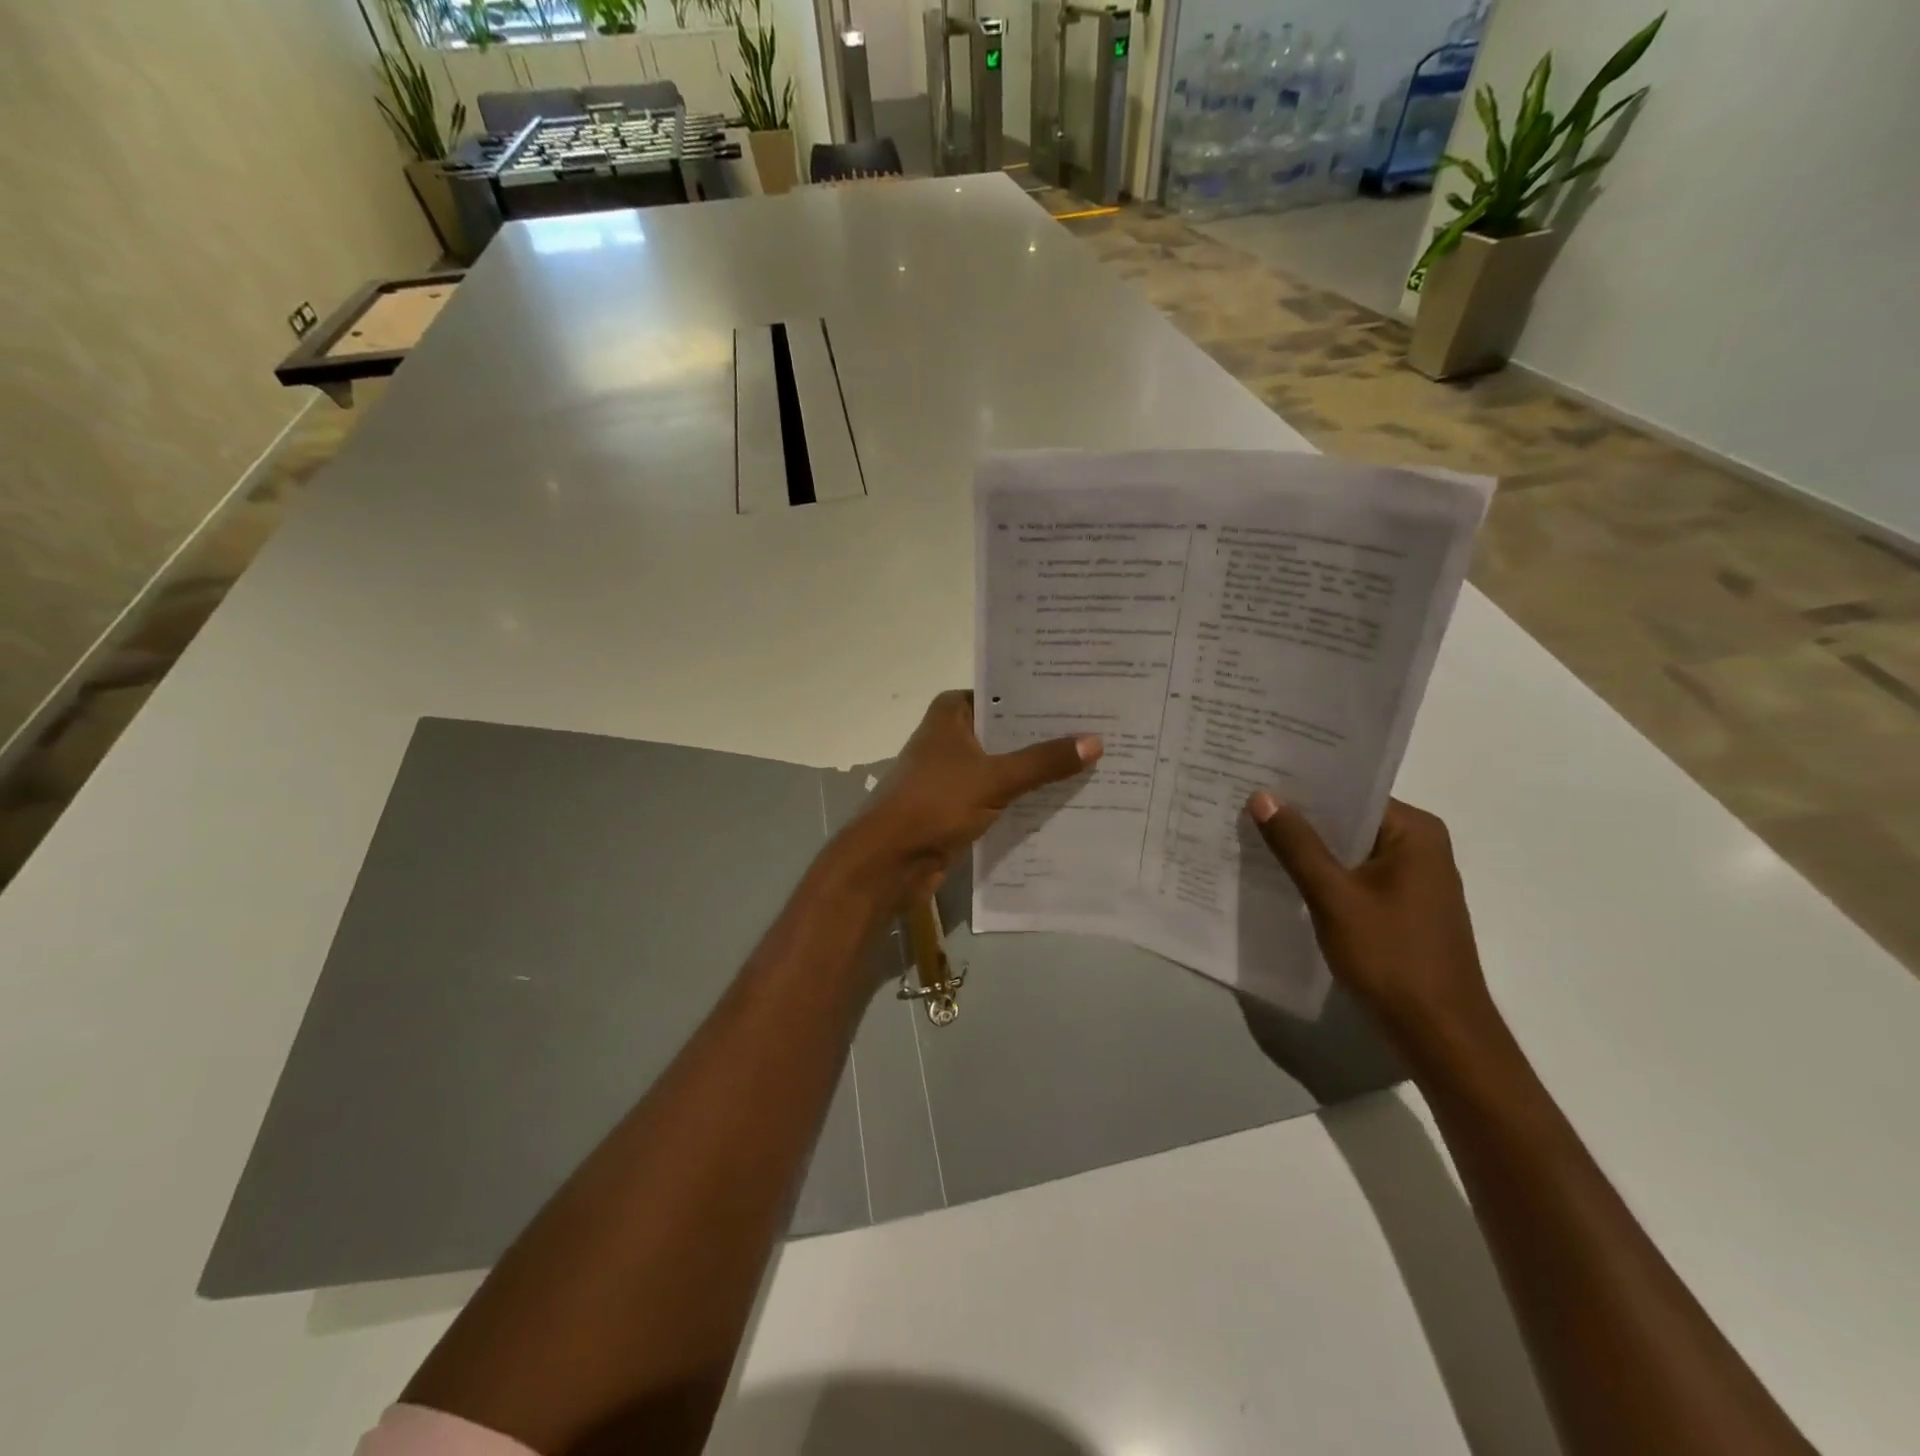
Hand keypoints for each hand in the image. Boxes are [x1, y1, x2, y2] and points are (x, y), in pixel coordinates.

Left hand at [846, 690, 1100, 900]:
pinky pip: (1001, 793)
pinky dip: (1025, 795)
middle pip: (1008, 729)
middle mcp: (953, 735)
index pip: (1005, 692)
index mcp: (952, 713)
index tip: (1085, 696)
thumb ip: (1043, 761)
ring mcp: (955, 771)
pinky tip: (1065, 797)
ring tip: (1095, 762)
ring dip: (1039, 768)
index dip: (1042, 696)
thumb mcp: (995, 778)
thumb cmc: (935, 803)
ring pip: (1006, 763)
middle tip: (1102, 729)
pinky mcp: (960, 804)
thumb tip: (1096, 741)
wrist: (889, 860)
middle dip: (1048, 735)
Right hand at [1247, 792, 1498, 1059]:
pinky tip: (1280, 874)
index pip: (1351, 791)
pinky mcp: (1400, 906)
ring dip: (1307, 847)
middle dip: (1299, 816)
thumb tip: (1262, 796)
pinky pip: (1353, 875)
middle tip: (1243, 802)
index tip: (1256, 776)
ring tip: (1251, 833)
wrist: (1439, 1035)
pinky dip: (1321, 874)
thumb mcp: (1334, 897)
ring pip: (1348, 849)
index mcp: (1414, 832)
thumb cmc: (1391, 958)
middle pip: (1349, 819)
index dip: (1303, 785)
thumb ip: (1297, 846)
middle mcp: (1419, 846)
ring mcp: (1412, 878)